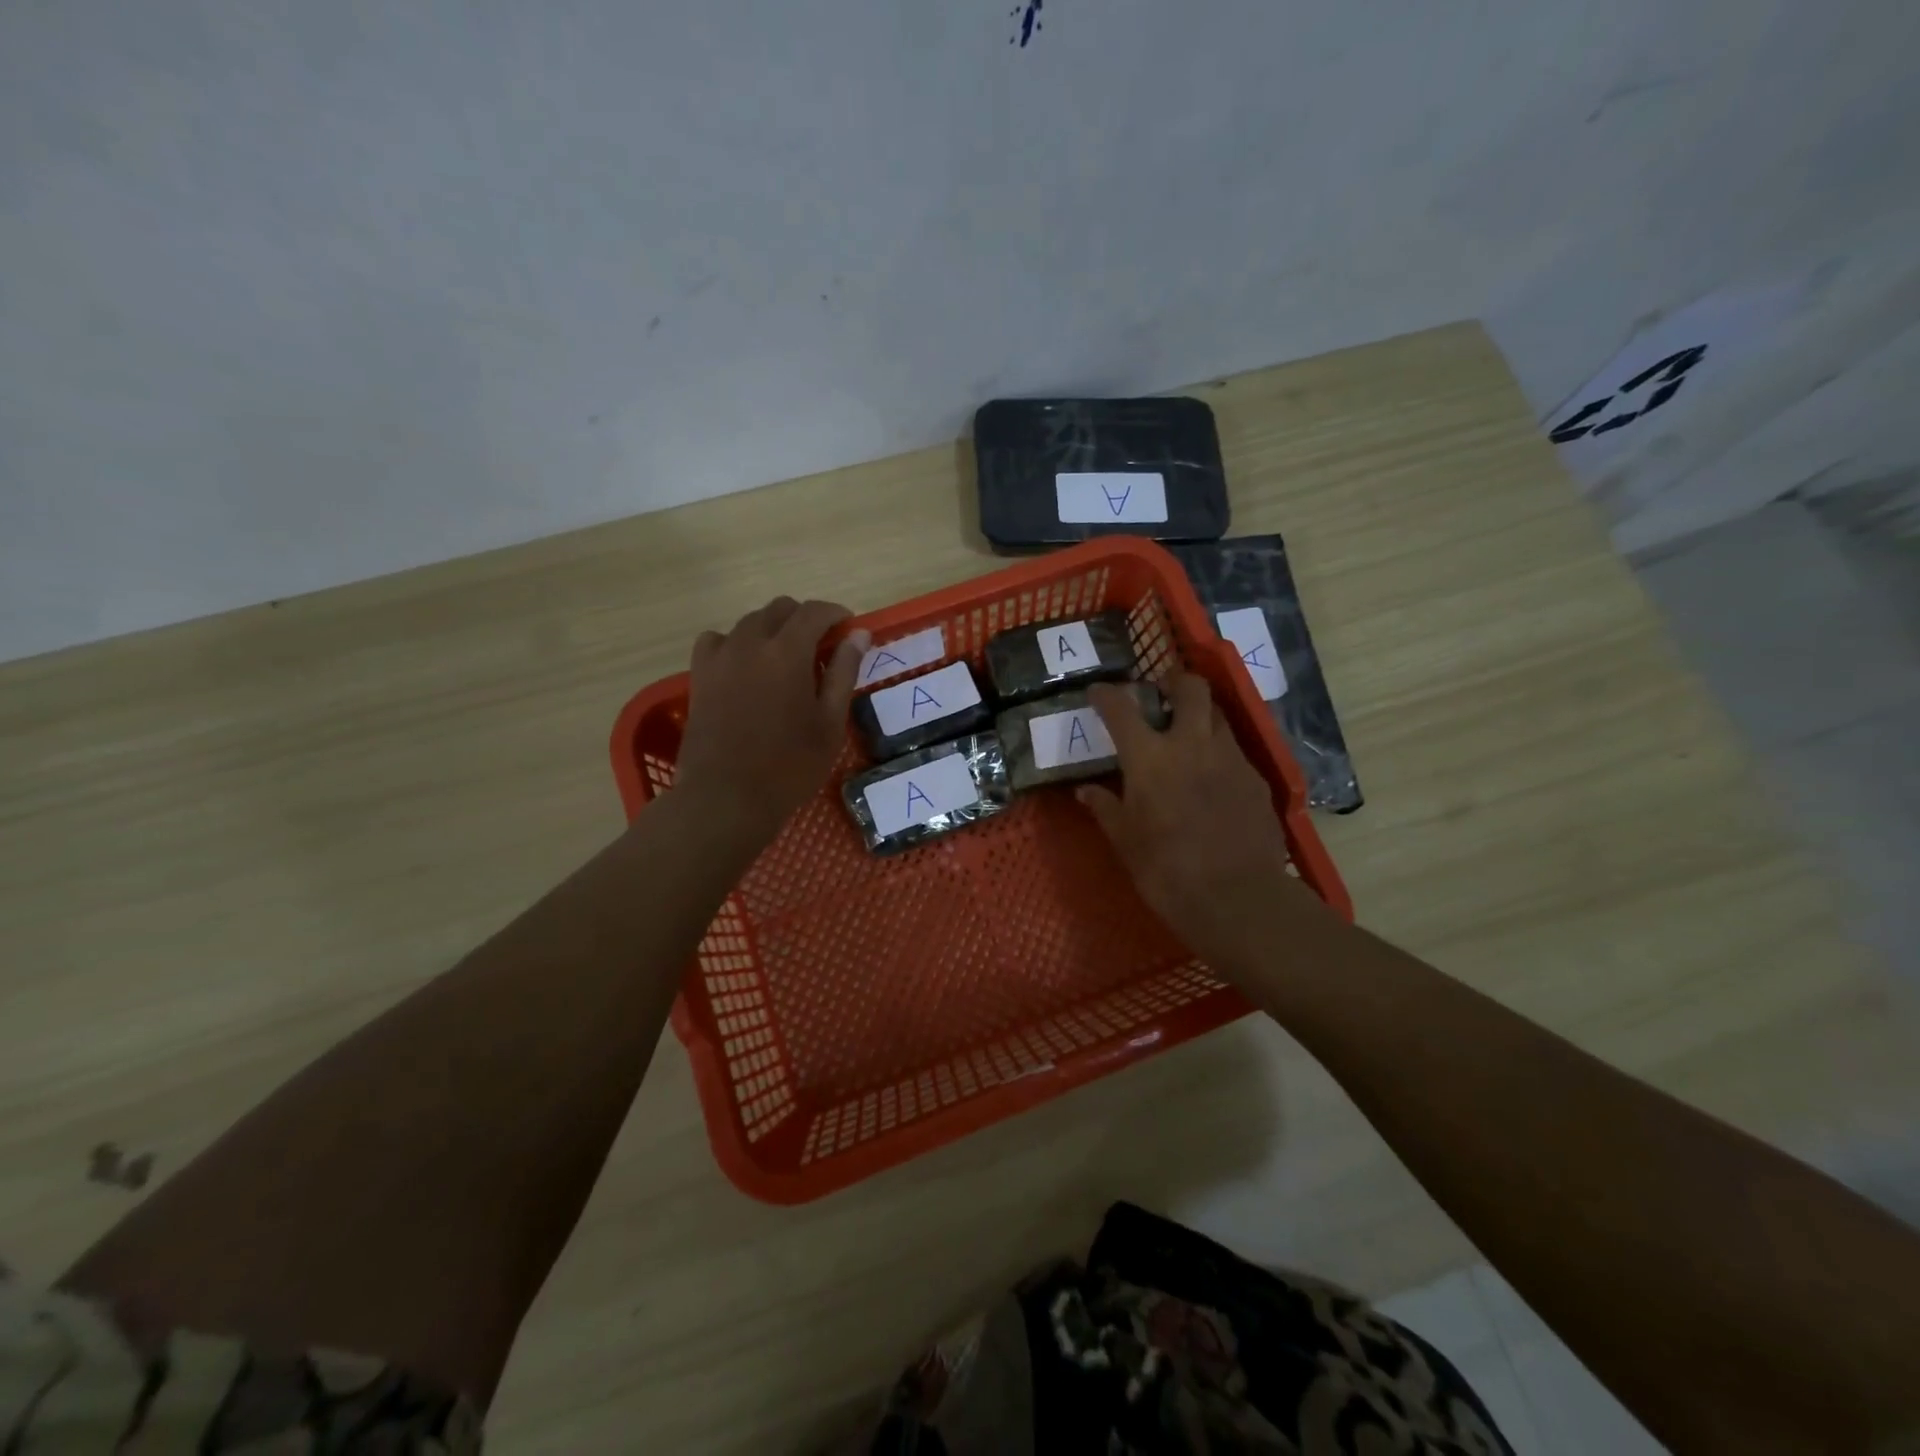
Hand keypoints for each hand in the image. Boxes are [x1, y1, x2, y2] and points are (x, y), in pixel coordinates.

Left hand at [674, 598, 868, 846]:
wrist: (726, 798)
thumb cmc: (789, 766)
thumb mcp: (829, 723)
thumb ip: (844, 672)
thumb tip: (858, 634)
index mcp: (787, 652)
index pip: (814, 612)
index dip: (835, 614)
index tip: (849, 628)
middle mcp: (750, 642)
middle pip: (779, 609)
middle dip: (804, 619)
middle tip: (821, 648)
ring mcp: (720, 657)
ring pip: (749, 622)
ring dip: (772, 629)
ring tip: (785, 660)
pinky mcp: (699, 676)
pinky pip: (717, 640)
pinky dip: (736, 643)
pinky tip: (745, 667)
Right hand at [1078, 675, 1322, 972]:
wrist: (1236, 898)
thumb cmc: (1165, 870)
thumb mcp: (1124, 840)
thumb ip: (1105, 807)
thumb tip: (1085, 791)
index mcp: (1150, 757)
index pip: (1121, 709)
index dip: (1106, 695)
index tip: (1098, 692)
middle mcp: (1192, 744)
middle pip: (1191, 689)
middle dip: (1175, 682)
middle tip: (1162, 694)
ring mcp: (1230, 758)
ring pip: (1218, 716)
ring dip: (1201, 716)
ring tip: (1189, 735)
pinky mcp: (1256, 780)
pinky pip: (1235, 752)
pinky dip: (1219, 753)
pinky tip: (1213, 779)